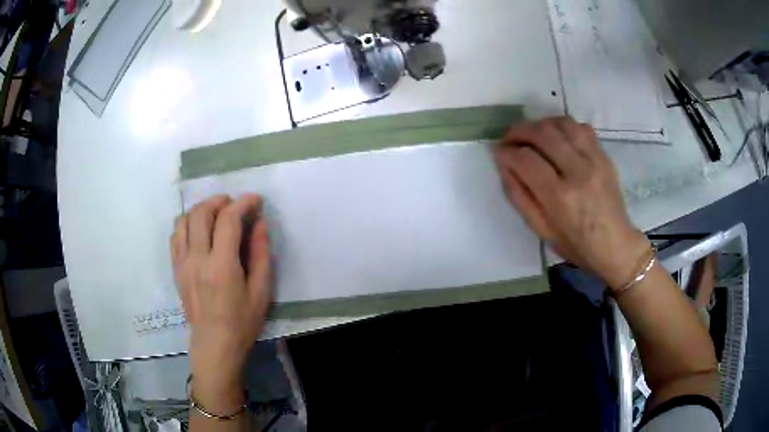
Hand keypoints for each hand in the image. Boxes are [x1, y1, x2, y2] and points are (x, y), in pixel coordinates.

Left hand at [171, 194, 271, 411]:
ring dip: (201, 209)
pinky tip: (198, 228)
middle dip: (219, 201)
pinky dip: (187, 223)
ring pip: (184, 220)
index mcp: (222, 266)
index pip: (228, 220)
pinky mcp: (176, 269)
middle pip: (201, 213)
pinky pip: (175, 235)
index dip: (243, 203)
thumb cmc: (242, 322)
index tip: (255, 200)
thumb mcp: (262, 291)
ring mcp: (182, 263)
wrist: (214, 345)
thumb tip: (259, 223)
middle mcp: (197, 259)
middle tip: (234, 204)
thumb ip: (261, 254)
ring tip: (215, 212)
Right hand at [494, 117, 650, 289]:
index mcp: (560, 197)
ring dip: (541, 124)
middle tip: (510, 139)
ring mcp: (594, 160)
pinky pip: (581, 127)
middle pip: (543, 133)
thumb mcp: (541, 230)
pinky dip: (563, 126)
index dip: (506, 151)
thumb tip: (504, 165)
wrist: (615, 245)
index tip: (498, 152)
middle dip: (519, 131)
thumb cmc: (576, 245)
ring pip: (562, 123)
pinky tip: (557, 137)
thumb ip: (520, 196)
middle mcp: (578, 171)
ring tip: (532, 135)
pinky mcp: (604, 156)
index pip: (526, 160)